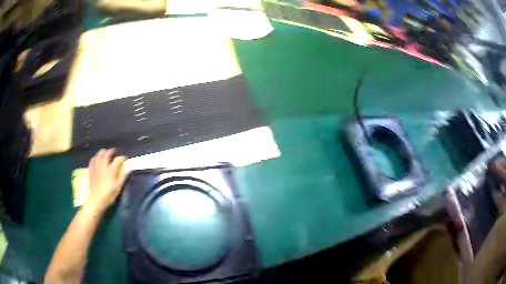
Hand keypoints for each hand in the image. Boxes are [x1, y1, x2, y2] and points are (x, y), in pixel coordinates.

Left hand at [85, 149, 127, 214]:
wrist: (96, 200)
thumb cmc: (108, 195)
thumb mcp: (118, 187)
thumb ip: (122, 176)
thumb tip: (128, 168)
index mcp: (110, 170)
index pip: (117, 160)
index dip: (122, 158)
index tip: (125, 158)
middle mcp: (103, 166)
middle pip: (106, 154)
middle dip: (111, 151)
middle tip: (114, 151)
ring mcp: (96, 168)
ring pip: (98, 155)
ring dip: (102, 152)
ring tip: (105, 152)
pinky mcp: (91, 171)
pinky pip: (92, 160)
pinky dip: (95, 157)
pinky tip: (96, 158)